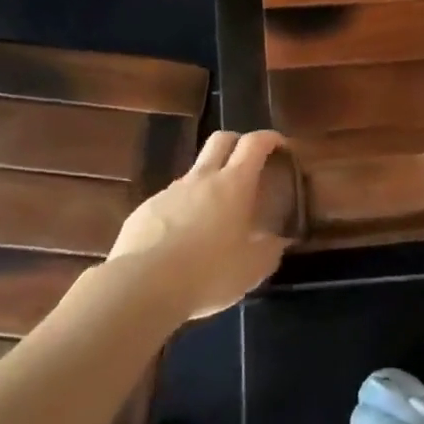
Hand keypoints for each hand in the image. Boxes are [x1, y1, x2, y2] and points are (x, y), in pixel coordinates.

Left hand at [108, 131, 289, 319]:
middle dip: (237, 142)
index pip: (254, 143)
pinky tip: (181, 241)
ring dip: (208, 182)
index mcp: (233, 184)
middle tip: (248, 162)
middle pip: (220, 139)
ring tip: (213, 216)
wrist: (143, 285)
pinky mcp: (146, 209)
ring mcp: (170, 191)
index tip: (280, 145)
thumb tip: (276, 242)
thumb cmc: (208, 273)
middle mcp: (202, 178)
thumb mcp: (252, 270)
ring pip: (194, 172)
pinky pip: (170, 201)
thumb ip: (269, 251)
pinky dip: (182, 210)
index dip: (270, 138)